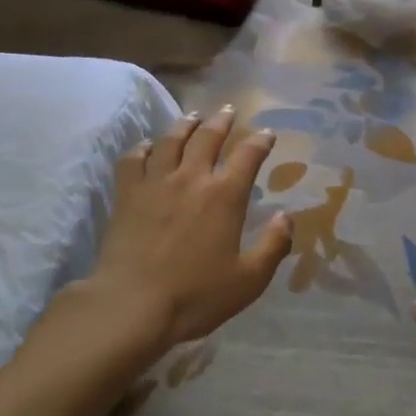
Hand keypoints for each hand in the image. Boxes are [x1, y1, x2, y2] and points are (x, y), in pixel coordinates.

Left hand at [91, 108, 293, 348]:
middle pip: (208, 137)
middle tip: (228, 110)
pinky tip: (147, 146)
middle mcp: (191, 178)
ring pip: (171, 141)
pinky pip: (133, 159)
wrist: (132, 305)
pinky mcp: (127, 194)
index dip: (260, 141)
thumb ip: (273, 246)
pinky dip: (142, 148)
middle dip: (222, 121)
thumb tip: (288, 217)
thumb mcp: (249, 280)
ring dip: (185, 125)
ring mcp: (155, 183)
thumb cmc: (195, 296)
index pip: (248, 155)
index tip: (267, 133)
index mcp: (224, 196)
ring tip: (192, 117)